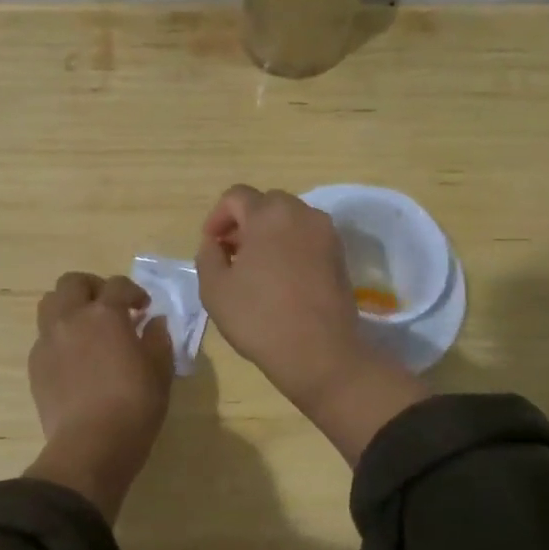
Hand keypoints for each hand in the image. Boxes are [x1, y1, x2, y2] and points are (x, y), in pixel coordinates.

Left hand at [24, 272, 173, 520]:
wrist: (91, 446)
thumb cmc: (134, 406)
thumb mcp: (160, 371)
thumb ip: (158, 340)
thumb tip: (155, 323)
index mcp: (105, 314)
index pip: (118, 285)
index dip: (134, 292)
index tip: (144, 308)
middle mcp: (72, 318)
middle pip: (73, 282)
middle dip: (93, 287)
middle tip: (109, 307)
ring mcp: (48, 340)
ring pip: (50, 304)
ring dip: (69, 306)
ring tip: (86, 326)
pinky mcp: (35, 364)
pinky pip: (44, 336)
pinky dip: (59, 336)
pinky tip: (74, 357)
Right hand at [194, 186, 364, 406]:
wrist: (321, 354)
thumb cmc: (261, 318)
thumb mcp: (214, 288)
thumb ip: (207, 255)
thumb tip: (216, 242)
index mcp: (269, 214)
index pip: (236, 196)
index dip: (217, 217)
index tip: (211, 244)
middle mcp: (302, 213)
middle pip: (266, 203)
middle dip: (244, 222)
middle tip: (231, 253)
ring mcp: (326, 233)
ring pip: (289, 219)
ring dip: (268, 233)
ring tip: (256, 267)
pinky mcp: (340, 255)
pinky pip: (307, 237)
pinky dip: (290, 246)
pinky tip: (280, 278)